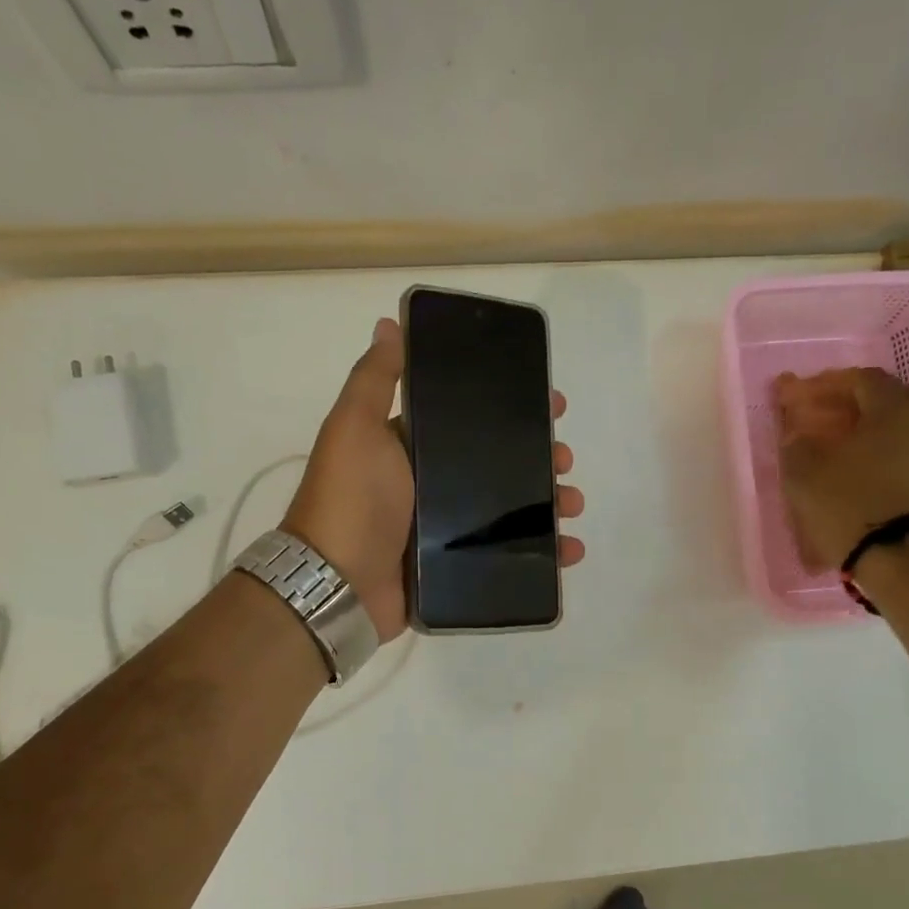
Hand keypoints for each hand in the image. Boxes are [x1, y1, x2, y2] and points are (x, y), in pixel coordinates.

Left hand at [281, 317, 586, 641]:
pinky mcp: (455, 568)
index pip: (472, 420)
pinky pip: (507, 556)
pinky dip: (541, 554)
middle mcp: (431, 485)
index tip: (551, 405)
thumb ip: (375, 379)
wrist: (336, 583)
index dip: (512, 410)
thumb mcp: (355, 427)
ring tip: (572, 504)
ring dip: (547, 503)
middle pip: (499, 465)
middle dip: (539, 457)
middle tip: (565, 458)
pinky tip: (568, 549)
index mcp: (413, 448)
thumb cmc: (351, 499)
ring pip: (509, 510)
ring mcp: (445, 531)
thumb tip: (389, 324)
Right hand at [774, 367, 908, 572]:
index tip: (800, 396)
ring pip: (903, 429)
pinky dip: (888, 457)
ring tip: (845, 449)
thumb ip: (797, 442)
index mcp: (895, 406)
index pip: (860, 378)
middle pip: (888, 399)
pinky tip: (868, 474)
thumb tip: (799, 434)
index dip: (826, 384)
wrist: (905, 561)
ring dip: (873, 432)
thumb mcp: (804, 471)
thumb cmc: (850, 504)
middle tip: (824, 417)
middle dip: (853, 404)